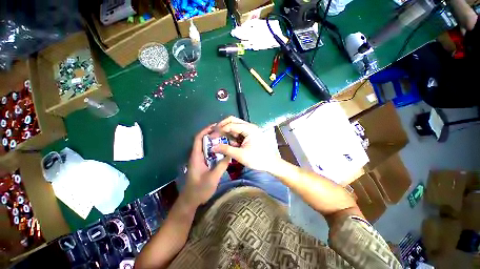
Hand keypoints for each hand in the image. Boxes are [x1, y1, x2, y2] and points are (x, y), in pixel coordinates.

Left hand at [182, 124, 230, 207]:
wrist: (191, 200)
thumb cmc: (199, 189)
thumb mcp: (213, 177)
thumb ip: (222, 165)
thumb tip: (230, 154)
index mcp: (196, 156)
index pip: (198, 139)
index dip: (205, 131)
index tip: (215, 126)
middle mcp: (197, 156)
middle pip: (202, 140)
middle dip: (211, 134)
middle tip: (223, 132)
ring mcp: (199, 160)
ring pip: (206, 146)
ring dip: (214, 141)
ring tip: (225, 138)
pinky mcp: (202, 164)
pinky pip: (209, 153)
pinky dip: (215, 149)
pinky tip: (223, 150)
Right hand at [212, 116, 280, 172]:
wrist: (271, 163)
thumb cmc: (257, 159)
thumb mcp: (240, 155)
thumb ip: (226, 149)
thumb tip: (213, 147)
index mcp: (249, 129)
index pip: (230, 125)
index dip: (219, 130)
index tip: (211, 137)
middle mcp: (249, 126)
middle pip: (232, 120)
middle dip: (222, 126)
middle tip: (214, 134)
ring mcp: (250, 129)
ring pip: (235, 125)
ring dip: (227, 131)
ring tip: (221, 139)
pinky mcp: (250, 134)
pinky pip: (238, 131)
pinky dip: (233, 136)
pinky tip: (230, 143)